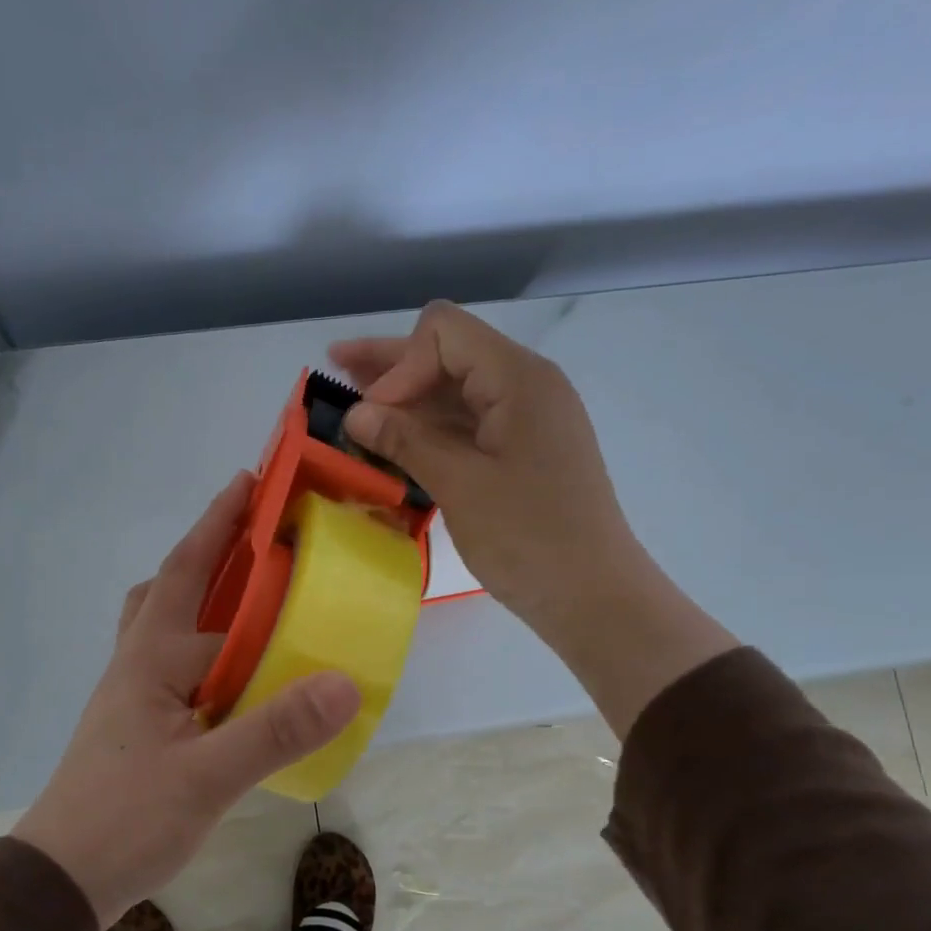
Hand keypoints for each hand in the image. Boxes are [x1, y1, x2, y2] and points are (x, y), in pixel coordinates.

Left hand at [14, 473, 361, 927]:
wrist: (61, 879)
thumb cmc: (125, 819)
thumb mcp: (206, 777)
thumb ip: (275, 730)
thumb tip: (344, 682)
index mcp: (151, 657)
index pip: (190, 572)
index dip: (220, 525)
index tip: (252, 482)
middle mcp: (139, 663)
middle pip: (172, 588)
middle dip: (212, 553)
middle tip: (263, 539)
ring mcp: (136, 695)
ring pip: (170, 627)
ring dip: (206, 600)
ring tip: (257, 599)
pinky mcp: (142, 725)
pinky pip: (181, 665)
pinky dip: (211, 650)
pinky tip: (241, 675)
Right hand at [333, 302, 736, 737]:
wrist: (593, 596)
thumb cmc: (529, 538)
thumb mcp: (460, 485)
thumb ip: (406, 440)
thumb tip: (355, 413)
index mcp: (518, 379)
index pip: (444, 334)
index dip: (399, 363)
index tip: (372, 416)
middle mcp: (525, 387)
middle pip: (448, 355)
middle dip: (392, 364)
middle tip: (336, 366)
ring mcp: (525, 422)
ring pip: (455, 393)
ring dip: (406, 399)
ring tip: (354, 405)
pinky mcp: (521, 454)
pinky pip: (468, 427)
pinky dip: (429, 430)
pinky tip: (393, 442)